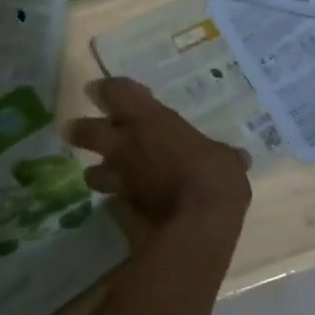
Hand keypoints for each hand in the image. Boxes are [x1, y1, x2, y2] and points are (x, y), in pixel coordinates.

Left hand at [64, 78, 250, 232]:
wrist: (197, 226)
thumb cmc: (213, 176)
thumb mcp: (226, 159)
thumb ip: (225, 156)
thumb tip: (238, 158)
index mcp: (149, 119)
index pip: (117, 92)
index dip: (109, 89)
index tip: (105, 89)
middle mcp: (127, 144)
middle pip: (87, 130)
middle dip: (81, 129)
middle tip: (76, 129)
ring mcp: (121, 178)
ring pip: (92, 172)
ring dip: (97, 171)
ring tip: (103, 174)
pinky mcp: (122, 209)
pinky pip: (112, 201)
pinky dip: (117, 201)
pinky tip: (126, 205)